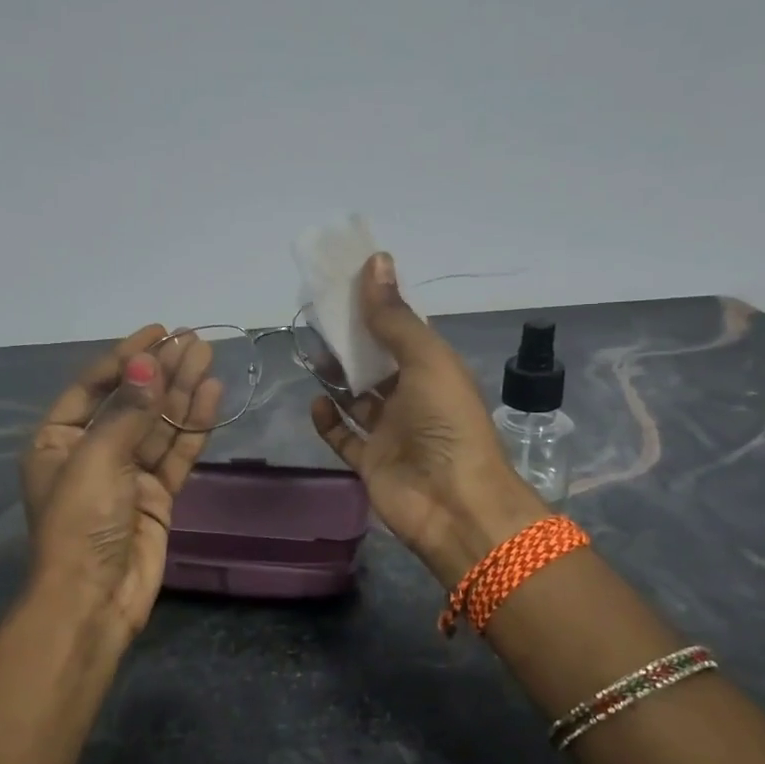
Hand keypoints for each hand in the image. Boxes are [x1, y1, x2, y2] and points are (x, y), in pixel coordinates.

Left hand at [21, 325, 222, 649]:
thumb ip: (127, 411)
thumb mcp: (96, 460)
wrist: (94, 600)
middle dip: (160, 370)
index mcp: (57, 441)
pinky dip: (193, 426)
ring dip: (181, 391)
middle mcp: (91, 453)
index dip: (125, 357)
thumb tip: (146, 364)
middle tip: (192, 339)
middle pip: (131, 401)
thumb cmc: (80, 523)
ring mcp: (126, 475)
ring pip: (158, 425)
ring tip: (207, 356)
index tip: (157, 331)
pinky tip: (210, 395)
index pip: (92, 387)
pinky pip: (176, 453)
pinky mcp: (156, 497)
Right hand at [310, 254, 546, 583]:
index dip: (376, 307)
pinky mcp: (370, 462)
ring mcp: (390, 432)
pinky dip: (328, 420)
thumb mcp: (426, 359)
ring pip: (356, 398)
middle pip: (375, 363)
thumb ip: (395, 317)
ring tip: (311, 352)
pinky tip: (315, 401)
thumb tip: (375, 260)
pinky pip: (344, 437)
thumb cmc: (447, 422)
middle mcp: (412, 398)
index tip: (344, 284)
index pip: (401, 331)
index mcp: (433, 370)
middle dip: (350, 341)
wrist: (454, 503)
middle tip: (317, 317)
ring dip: (336, 377)